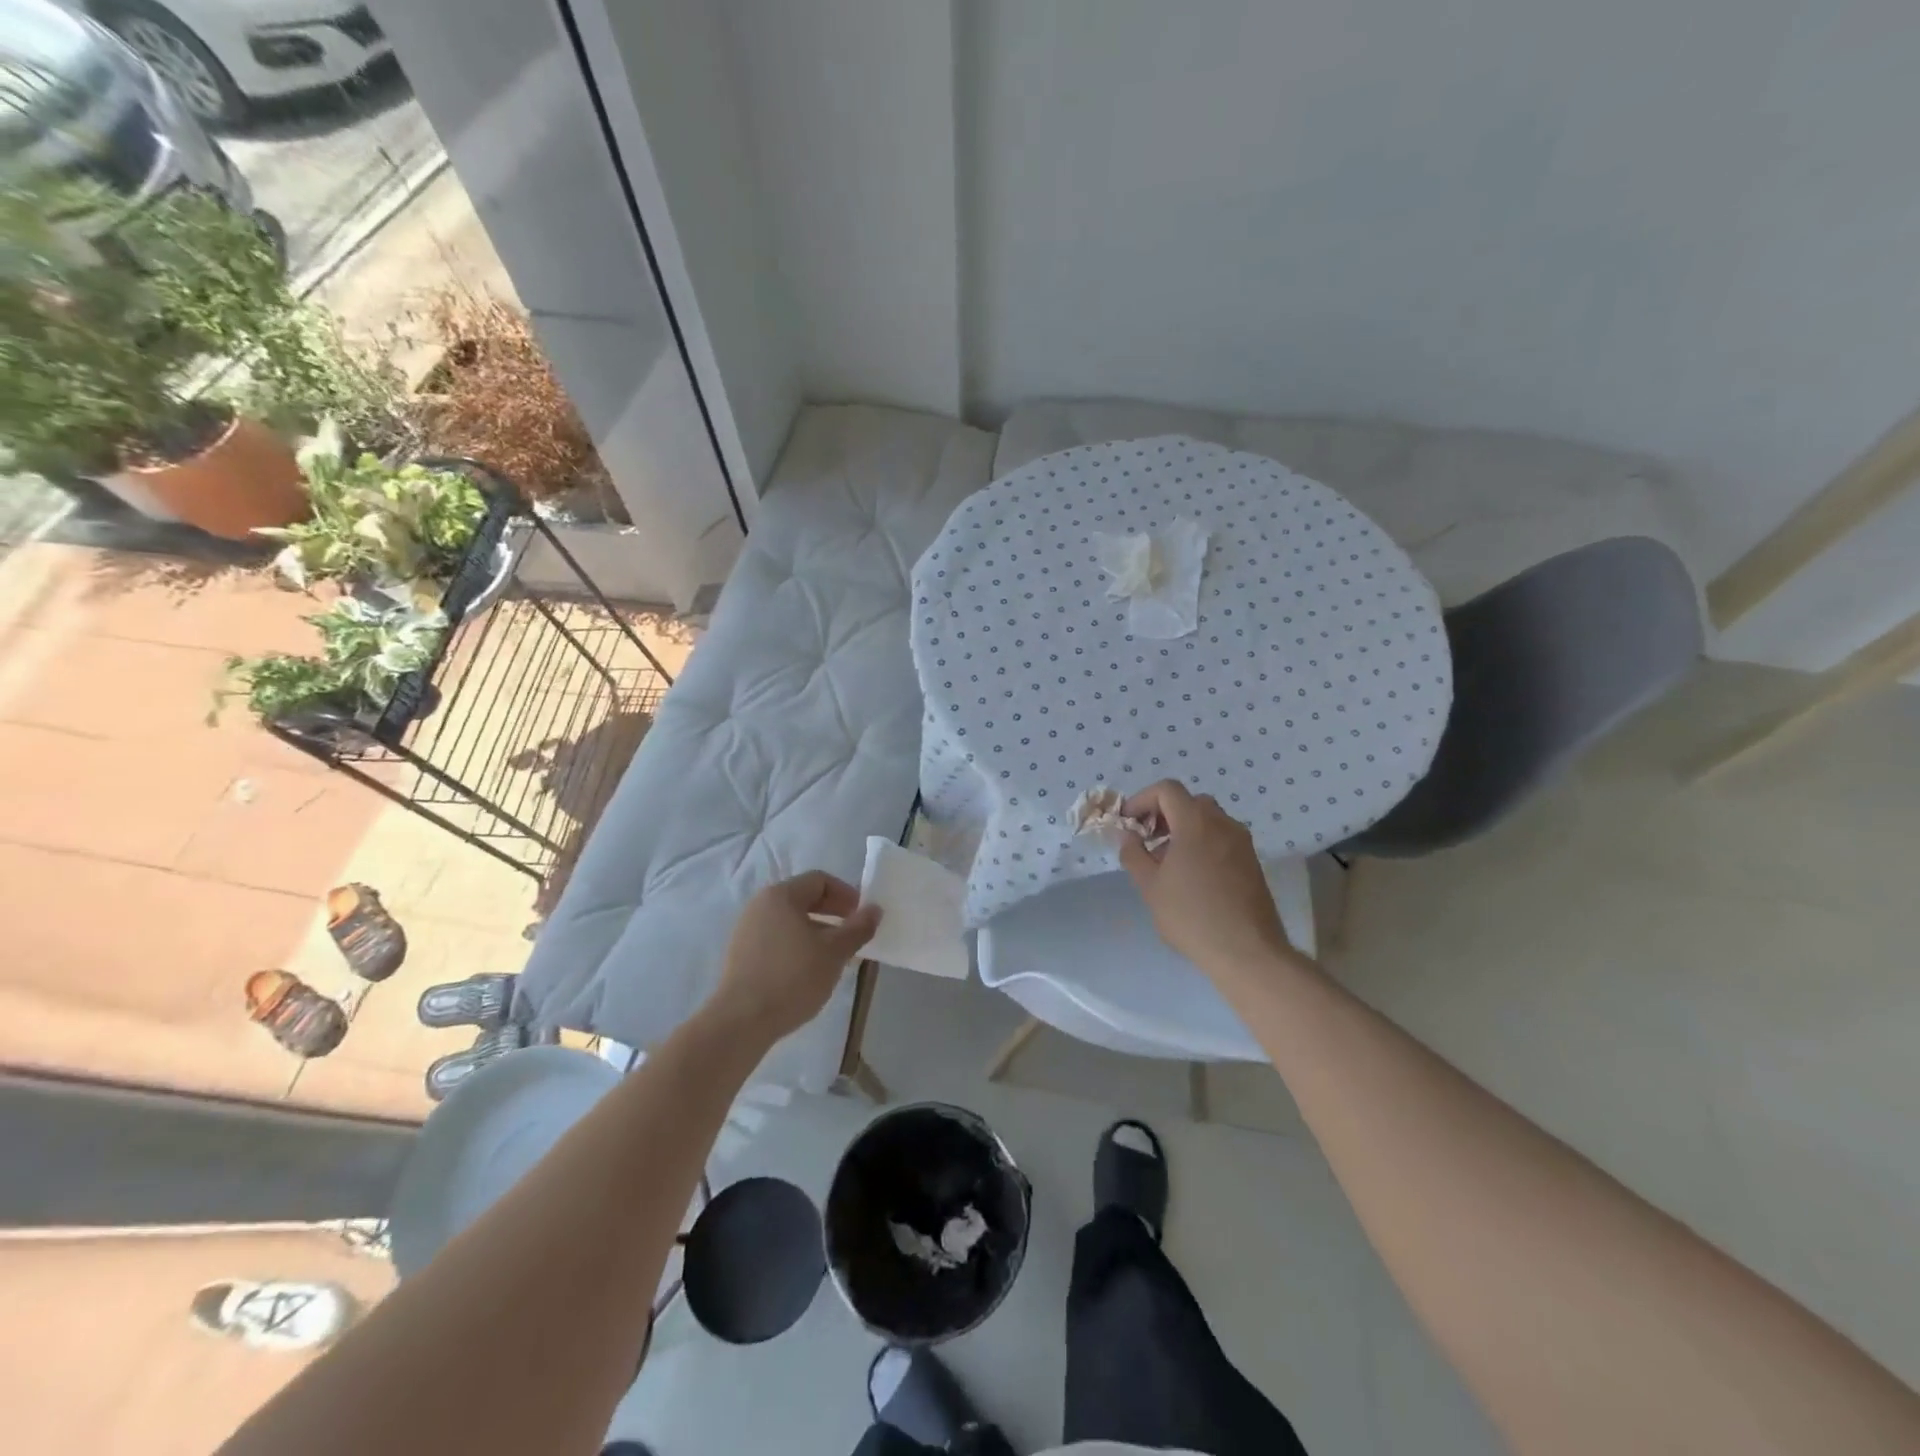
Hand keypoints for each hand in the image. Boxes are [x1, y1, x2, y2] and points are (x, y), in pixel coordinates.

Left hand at [708, 872, 881, 1043]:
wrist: (741, 1021)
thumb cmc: (793, 978)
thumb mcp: (835, 952)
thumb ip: (858, 928)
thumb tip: (875, 909)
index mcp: (781, 896)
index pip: (820, 880)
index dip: (846, 894)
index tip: (862, 916)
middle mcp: (760, 905)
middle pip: (804, 899)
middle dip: (834, 914)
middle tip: (854, 935)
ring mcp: (747, 930)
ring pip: (791, 921)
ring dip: (818, 932)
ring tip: (836, 957)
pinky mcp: (741, 955)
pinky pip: (777, 939)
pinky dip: (799, 946)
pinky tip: (810, 971)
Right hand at [1119, 780, 1297, 979]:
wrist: (1247, 951)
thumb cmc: (1191, 915)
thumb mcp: (1150, 886)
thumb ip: (1133, 854)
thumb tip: (1128, 836)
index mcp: (1195, 822)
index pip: (1167, 789)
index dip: (1142, 800)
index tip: (1128, 823)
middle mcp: (1223, 823)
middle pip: (1189, 802)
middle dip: (1163, 814)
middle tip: (1147, 840)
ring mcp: (1242, 842)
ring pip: (1207, 820)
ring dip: (1183, 829)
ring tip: (1167, 862)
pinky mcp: (1252, 861)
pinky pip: (1221, 838)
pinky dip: (1202, 843)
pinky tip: (1191, 876)